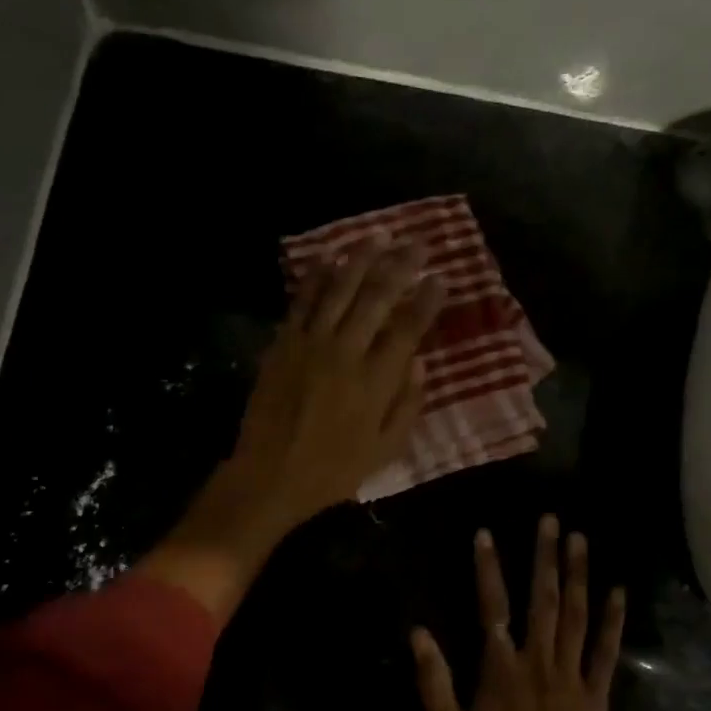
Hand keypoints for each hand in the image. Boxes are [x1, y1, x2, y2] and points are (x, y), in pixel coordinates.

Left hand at [140, 245, 442, 619]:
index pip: (409, 329)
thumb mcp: (385, 452)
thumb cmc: (332, 471)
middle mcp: (346, 352)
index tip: (441, 278)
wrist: (269, 475)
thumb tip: (422, 365)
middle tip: (419, 242)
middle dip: (402, 265)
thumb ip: (407, 407)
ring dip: (362, 258)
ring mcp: (311, 343)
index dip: (428, 300)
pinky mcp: (283, 343)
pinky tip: (330, 256)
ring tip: (380, 235)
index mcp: (376, 382)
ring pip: (340, 289)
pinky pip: (303, 300)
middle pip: (378, 297)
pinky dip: (317, 275)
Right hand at [411, 517, 626, 710]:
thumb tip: (418, 632)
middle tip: (550, 520)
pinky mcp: (596, 695)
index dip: (488, 567)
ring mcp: (571, 676)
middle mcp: (538, 661)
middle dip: (545, 556)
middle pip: (543, 599)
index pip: (492, 605)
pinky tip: (617, 591)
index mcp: (501, 668)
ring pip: (576, 615)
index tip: (486, 533)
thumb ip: (434, 680)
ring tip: (580, 539)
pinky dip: (613, 619)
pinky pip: (607, 651)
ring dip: (578, 574)